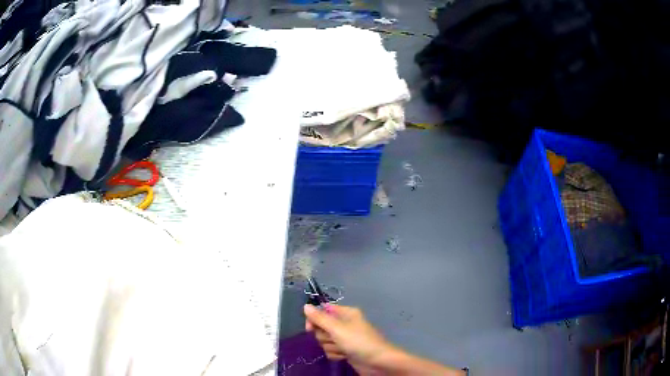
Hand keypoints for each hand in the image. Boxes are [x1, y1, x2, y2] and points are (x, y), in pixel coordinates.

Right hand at [304, 304, 395, 371]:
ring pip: (325, 341)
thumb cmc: (359, 341)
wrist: (377, 362)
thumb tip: (305, 306)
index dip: (315, 319)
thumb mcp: (337, 328)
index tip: (310, 328)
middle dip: (325, 336)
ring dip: (331, 347)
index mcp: (346, 313)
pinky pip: (331, 350)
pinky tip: (344, 356)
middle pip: (321, 328)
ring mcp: (345, 338)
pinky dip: (336, 354)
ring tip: (343, 349)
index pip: (322, 311)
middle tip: (335, 339)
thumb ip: (320, 318)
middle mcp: (344, 324)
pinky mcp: (345, 351)